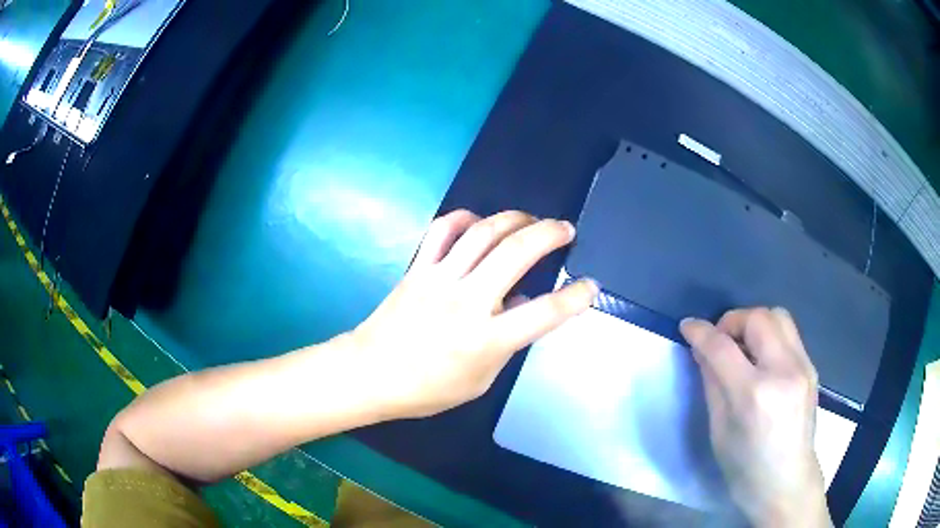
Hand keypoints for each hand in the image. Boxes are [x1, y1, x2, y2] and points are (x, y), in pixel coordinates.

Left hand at [350, 210, 597, 418]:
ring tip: (531, 219)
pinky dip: (464, 218)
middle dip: (550, 234)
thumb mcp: (480, 380)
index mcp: (486, 339)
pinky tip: (478, 221)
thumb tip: (523, 304)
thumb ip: (507, 343)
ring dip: (514, 218)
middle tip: (566, 230)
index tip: (590, 286)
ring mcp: (439, 279)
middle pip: (517, 253)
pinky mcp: (418, 268)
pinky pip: (442, 231)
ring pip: (483, 232)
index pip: (545, 312)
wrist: (370, 373)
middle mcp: (467, 301)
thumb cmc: (427, 389)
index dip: (575, 297)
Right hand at [680, 308, 831, 527]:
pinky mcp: (811, 367)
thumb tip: (703, 350)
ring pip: (778, 315)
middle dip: (732, 321)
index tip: (688, 326)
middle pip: (757, 317)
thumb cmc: (744, 466)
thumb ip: (712, 382)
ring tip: (743, 347)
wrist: (786, 481)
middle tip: (720, 341)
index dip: (701, 332)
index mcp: (753, 394)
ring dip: (754, 323)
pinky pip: (789, 334)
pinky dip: (770, 336)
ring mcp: (802, 366)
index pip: (722, 347)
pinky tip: (762, 361)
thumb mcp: (719, 429)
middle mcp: (783, 371)